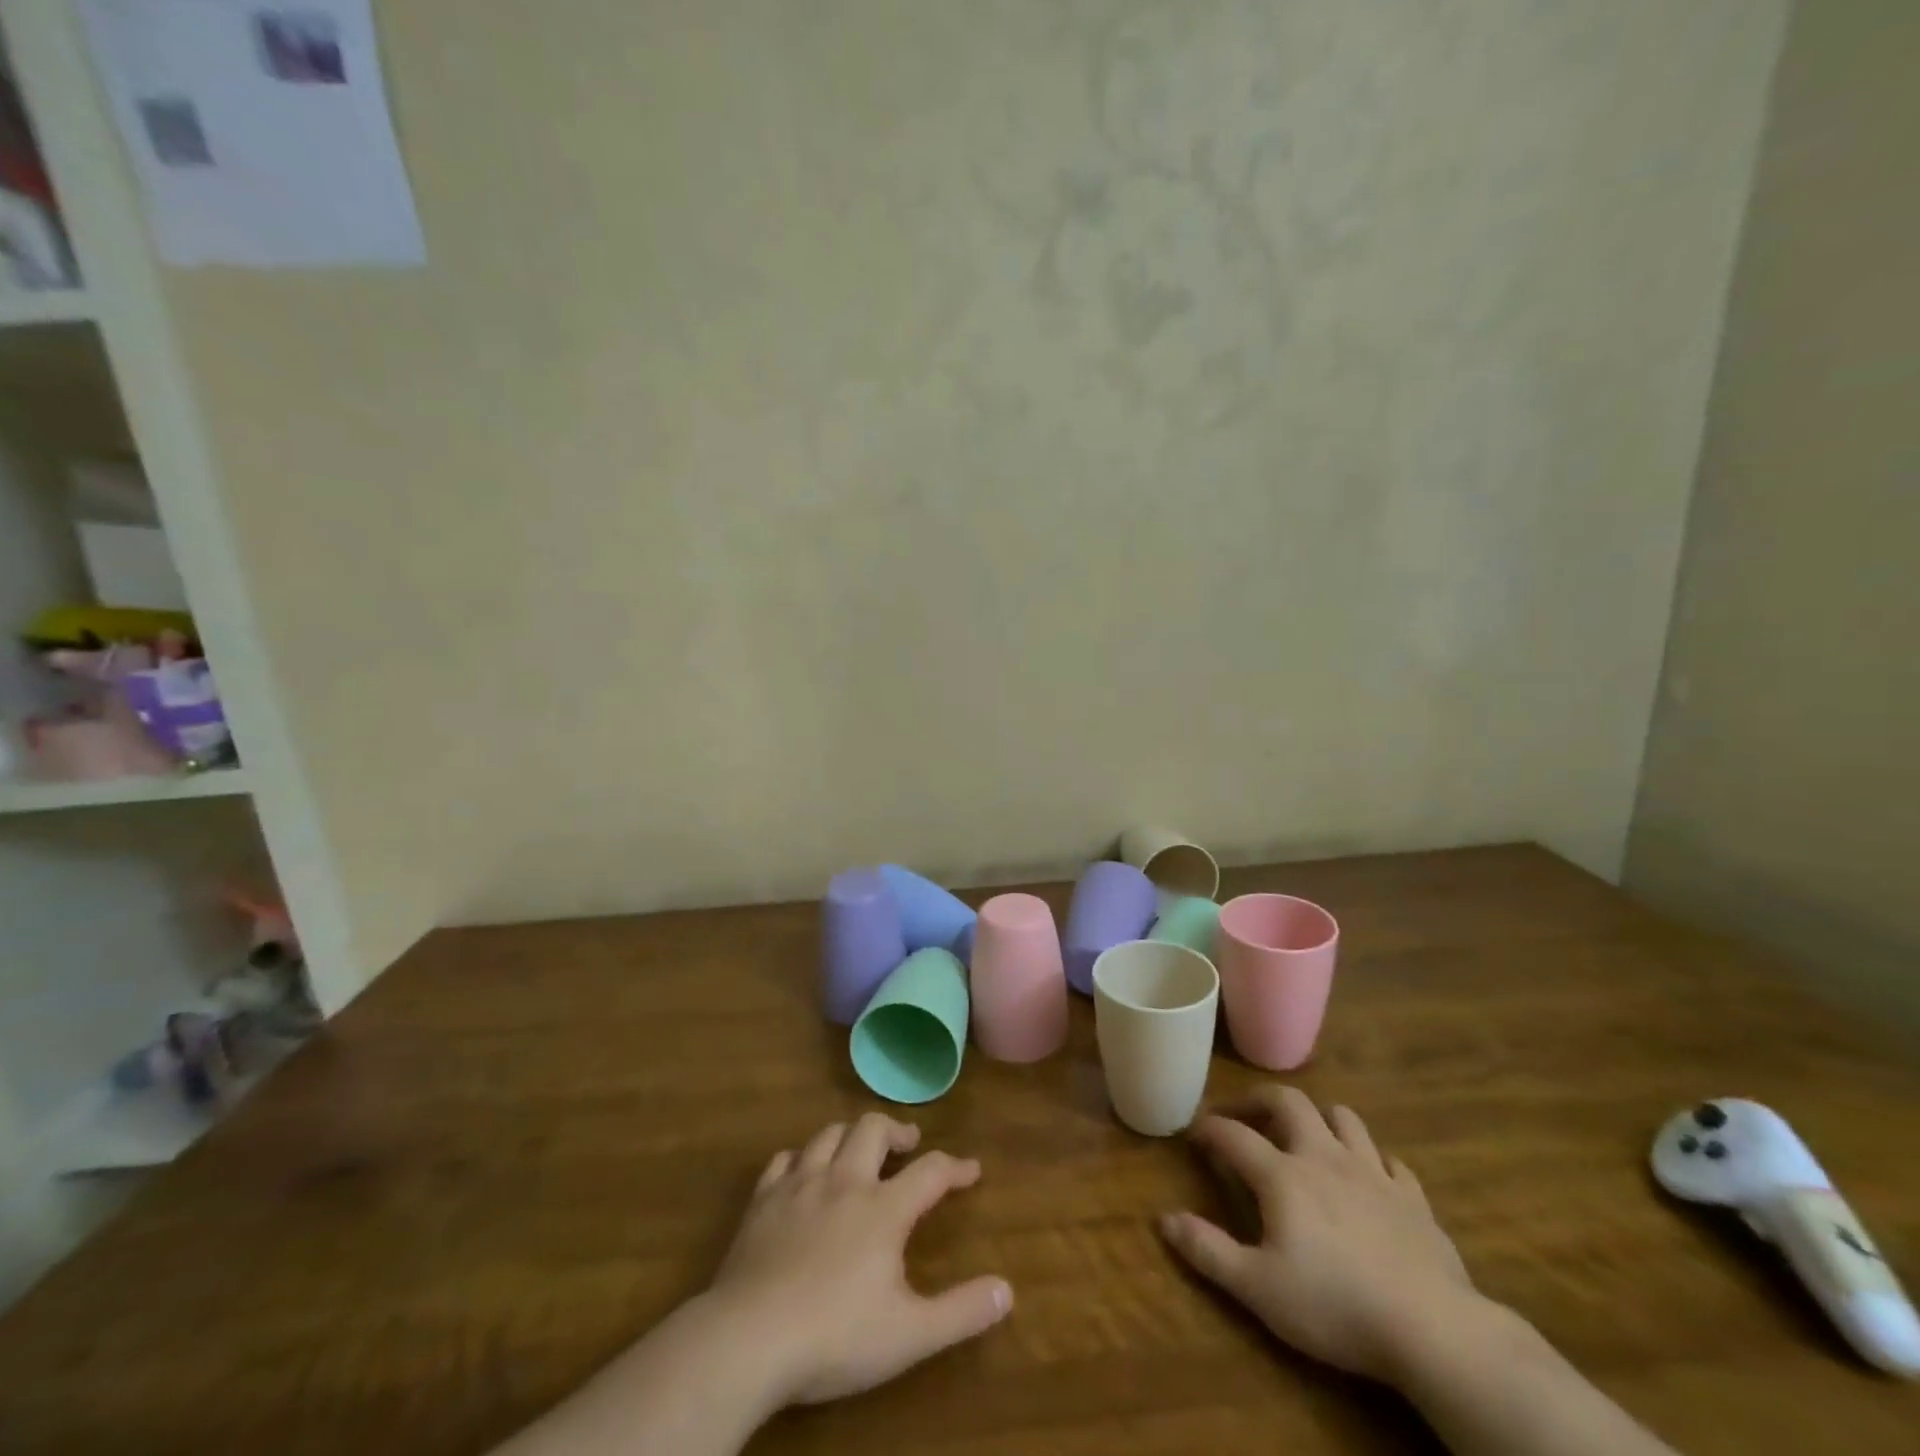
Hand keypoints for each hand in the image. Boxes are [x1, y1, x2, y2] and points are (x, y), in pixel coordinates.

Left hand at [705, 1112, 1012, 1406]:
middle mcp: (844, 1180)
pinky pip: (785, 1158)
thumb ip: (961, 1311)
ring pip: (830, 1133)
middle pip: (874, 1129)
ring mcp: (800, 1184)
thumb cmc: (834, 1337)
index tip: (972, 1169)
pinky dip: (802, 1158)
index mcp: (883, 1208)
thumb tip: (1008, 1290)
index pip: (931, 1171)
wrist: (748, 1338)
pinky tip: (804, 1172)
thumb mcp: (909, 1335)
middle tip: (908, 1144)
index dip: (956, 1167)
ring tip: (860, 1150)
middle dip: (896, 1131)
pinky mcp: (763, 1199)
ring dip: (851, 1135)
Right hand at [1159, 1086, 1480, 1384]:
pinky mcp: (1413, 1198)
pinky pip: (1391, 1161)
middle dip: (1261, 1099)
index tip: (1194, 1134)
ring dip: (1320, 1118)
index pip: (1233, 1135)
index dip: (1209, 1128)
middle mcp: (1323, 1157)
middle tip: (1246, 1114)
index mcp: (1282, 1175)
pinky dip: (1374, 1160)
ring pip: (1344, 1118)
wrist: (1433, 1330)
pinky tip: (1369, 1177)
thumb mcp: (1258, 1288)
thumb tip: (1163, 1219)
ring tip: (1307, 1136)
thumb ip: (1208, 1250)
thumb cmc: (1335, 1305)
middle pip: (1289, 1102)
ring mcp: (1373, 1173)